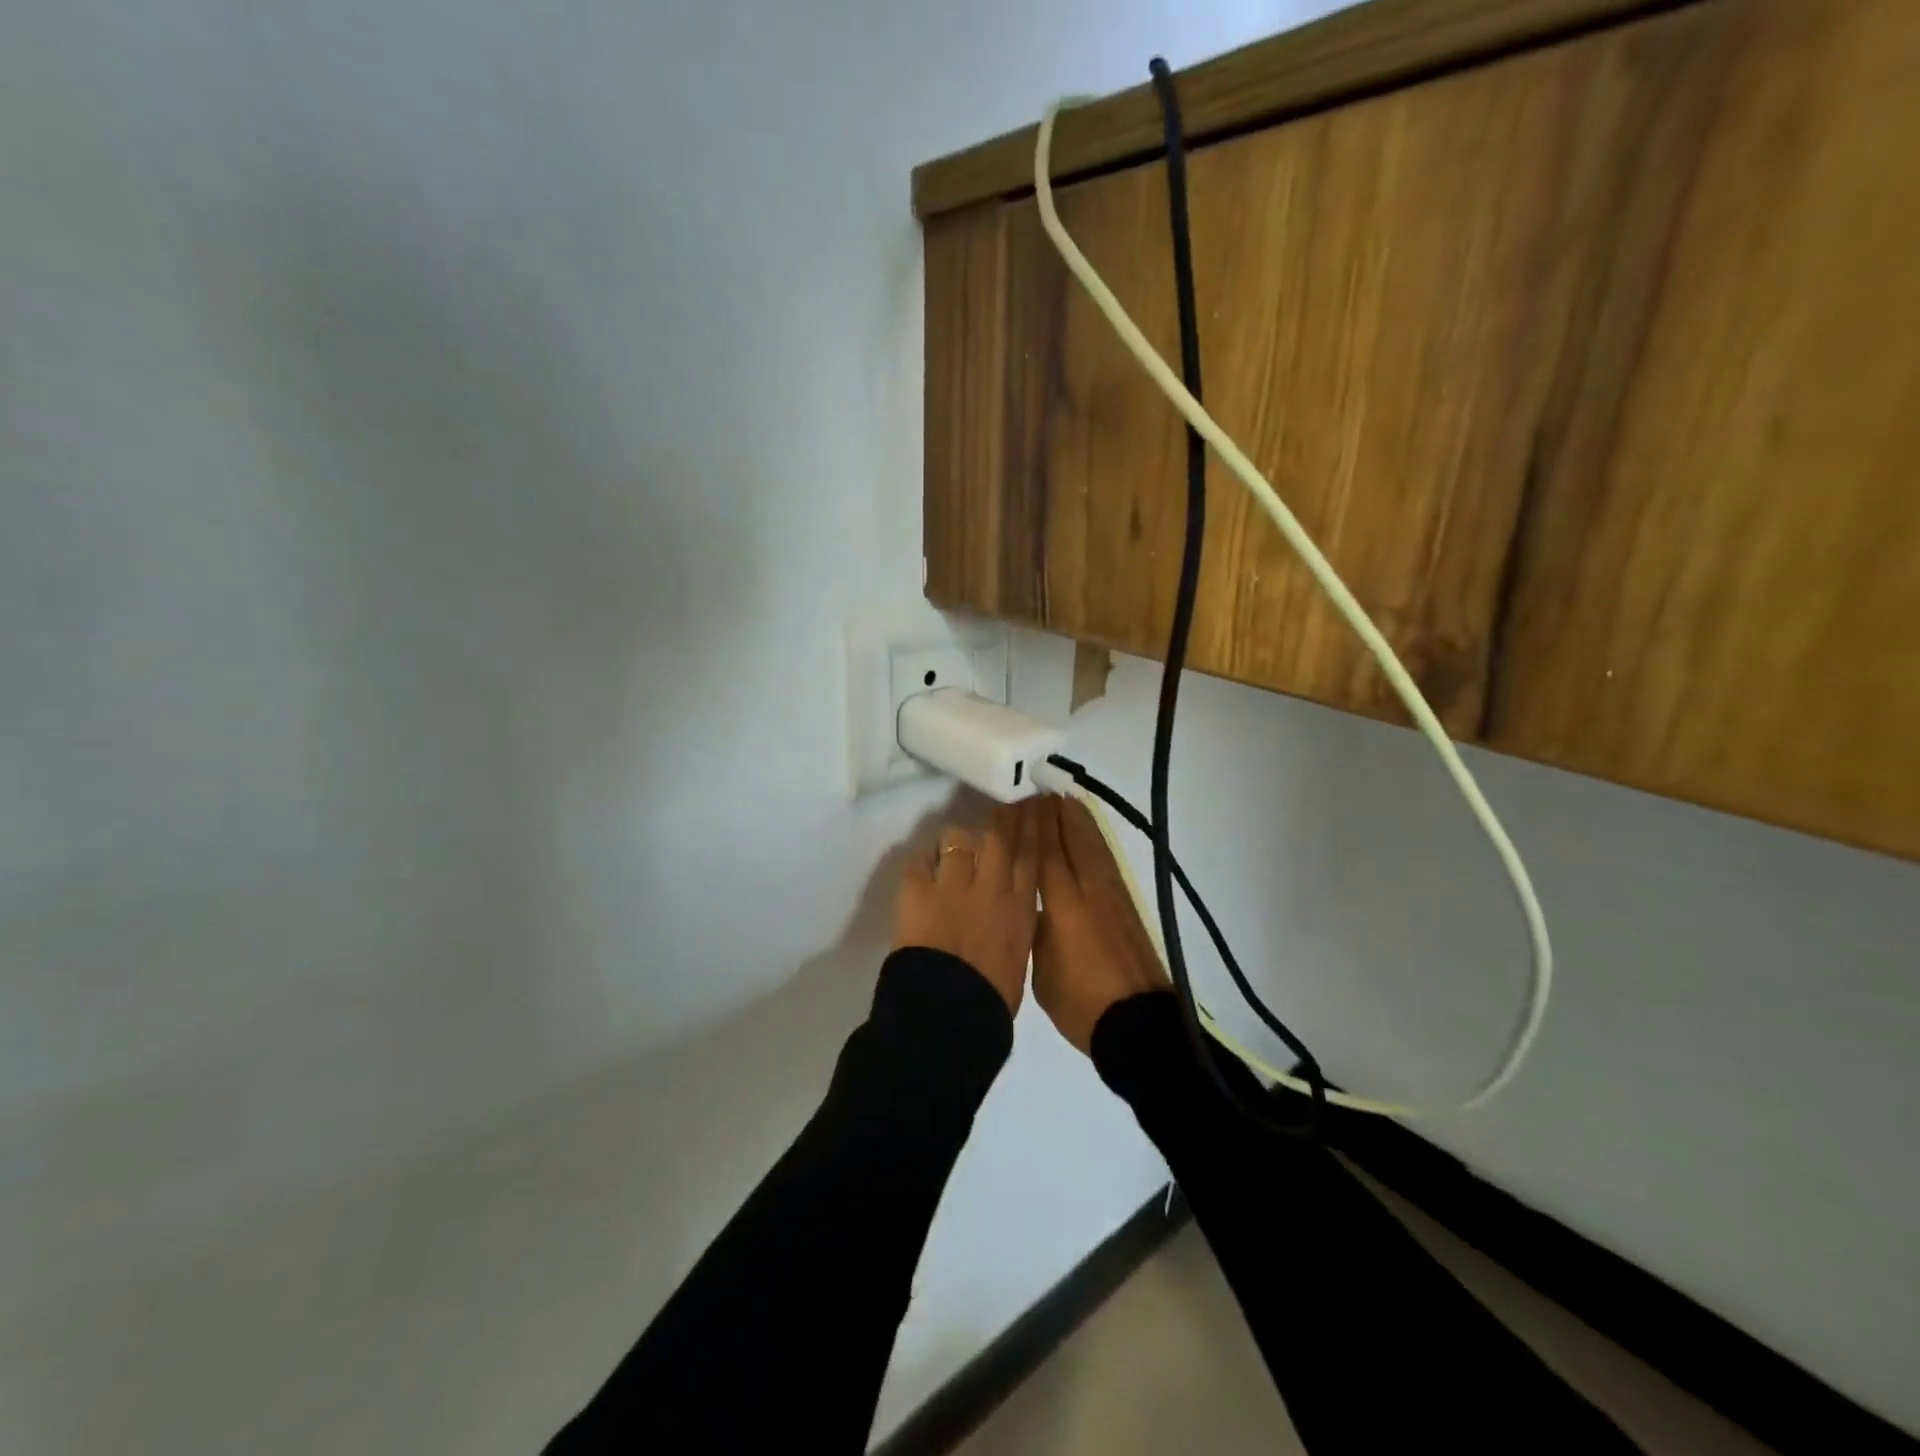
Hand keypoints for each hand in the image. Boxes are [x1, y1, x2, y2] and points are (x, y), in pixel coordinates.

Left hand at [892, 802, 1038, 1012]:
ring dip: (958, 841)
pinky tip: (924, 867)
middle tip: (1004, 806)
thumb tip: (1013, 908)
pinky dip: (924, 860)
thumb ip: (1018, 924)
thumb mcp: (1020, 956)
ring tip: (953, 849)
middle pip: (999, 836)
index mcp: (1020, 907)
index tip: (1035, 806)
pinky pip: (921, 859)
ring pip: (958, 839)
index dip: (1033, 826)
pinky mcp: (917, 889)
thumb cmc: (991, 1000)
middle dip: (1004, 816)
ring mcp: (953, 883)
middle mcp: (991, 885)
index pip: (1031, 854)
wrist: (948, 1013)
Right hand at [1032, 795, 1169, 1053]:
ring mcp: (1111, 893)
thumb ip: (1035, 925)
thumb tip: (1032, 900)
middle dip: (1053, 813)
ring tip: (1061, 800)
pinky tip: (1089, 833)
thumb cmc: (1080, 1002)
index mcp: (1062, 904)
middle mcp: (1088, 889)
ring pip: (1091, 844)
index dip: (1032, 823)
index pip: (1044, 851)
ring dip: (1076, 820)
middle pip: (1070, 839)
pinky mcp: (1125, 903)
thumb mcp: (1040, 966)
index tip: (1019, 799)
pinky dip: (1094, 838)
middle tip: (1036, 790)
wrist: (1136, 1021)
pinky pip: (1105, 858)